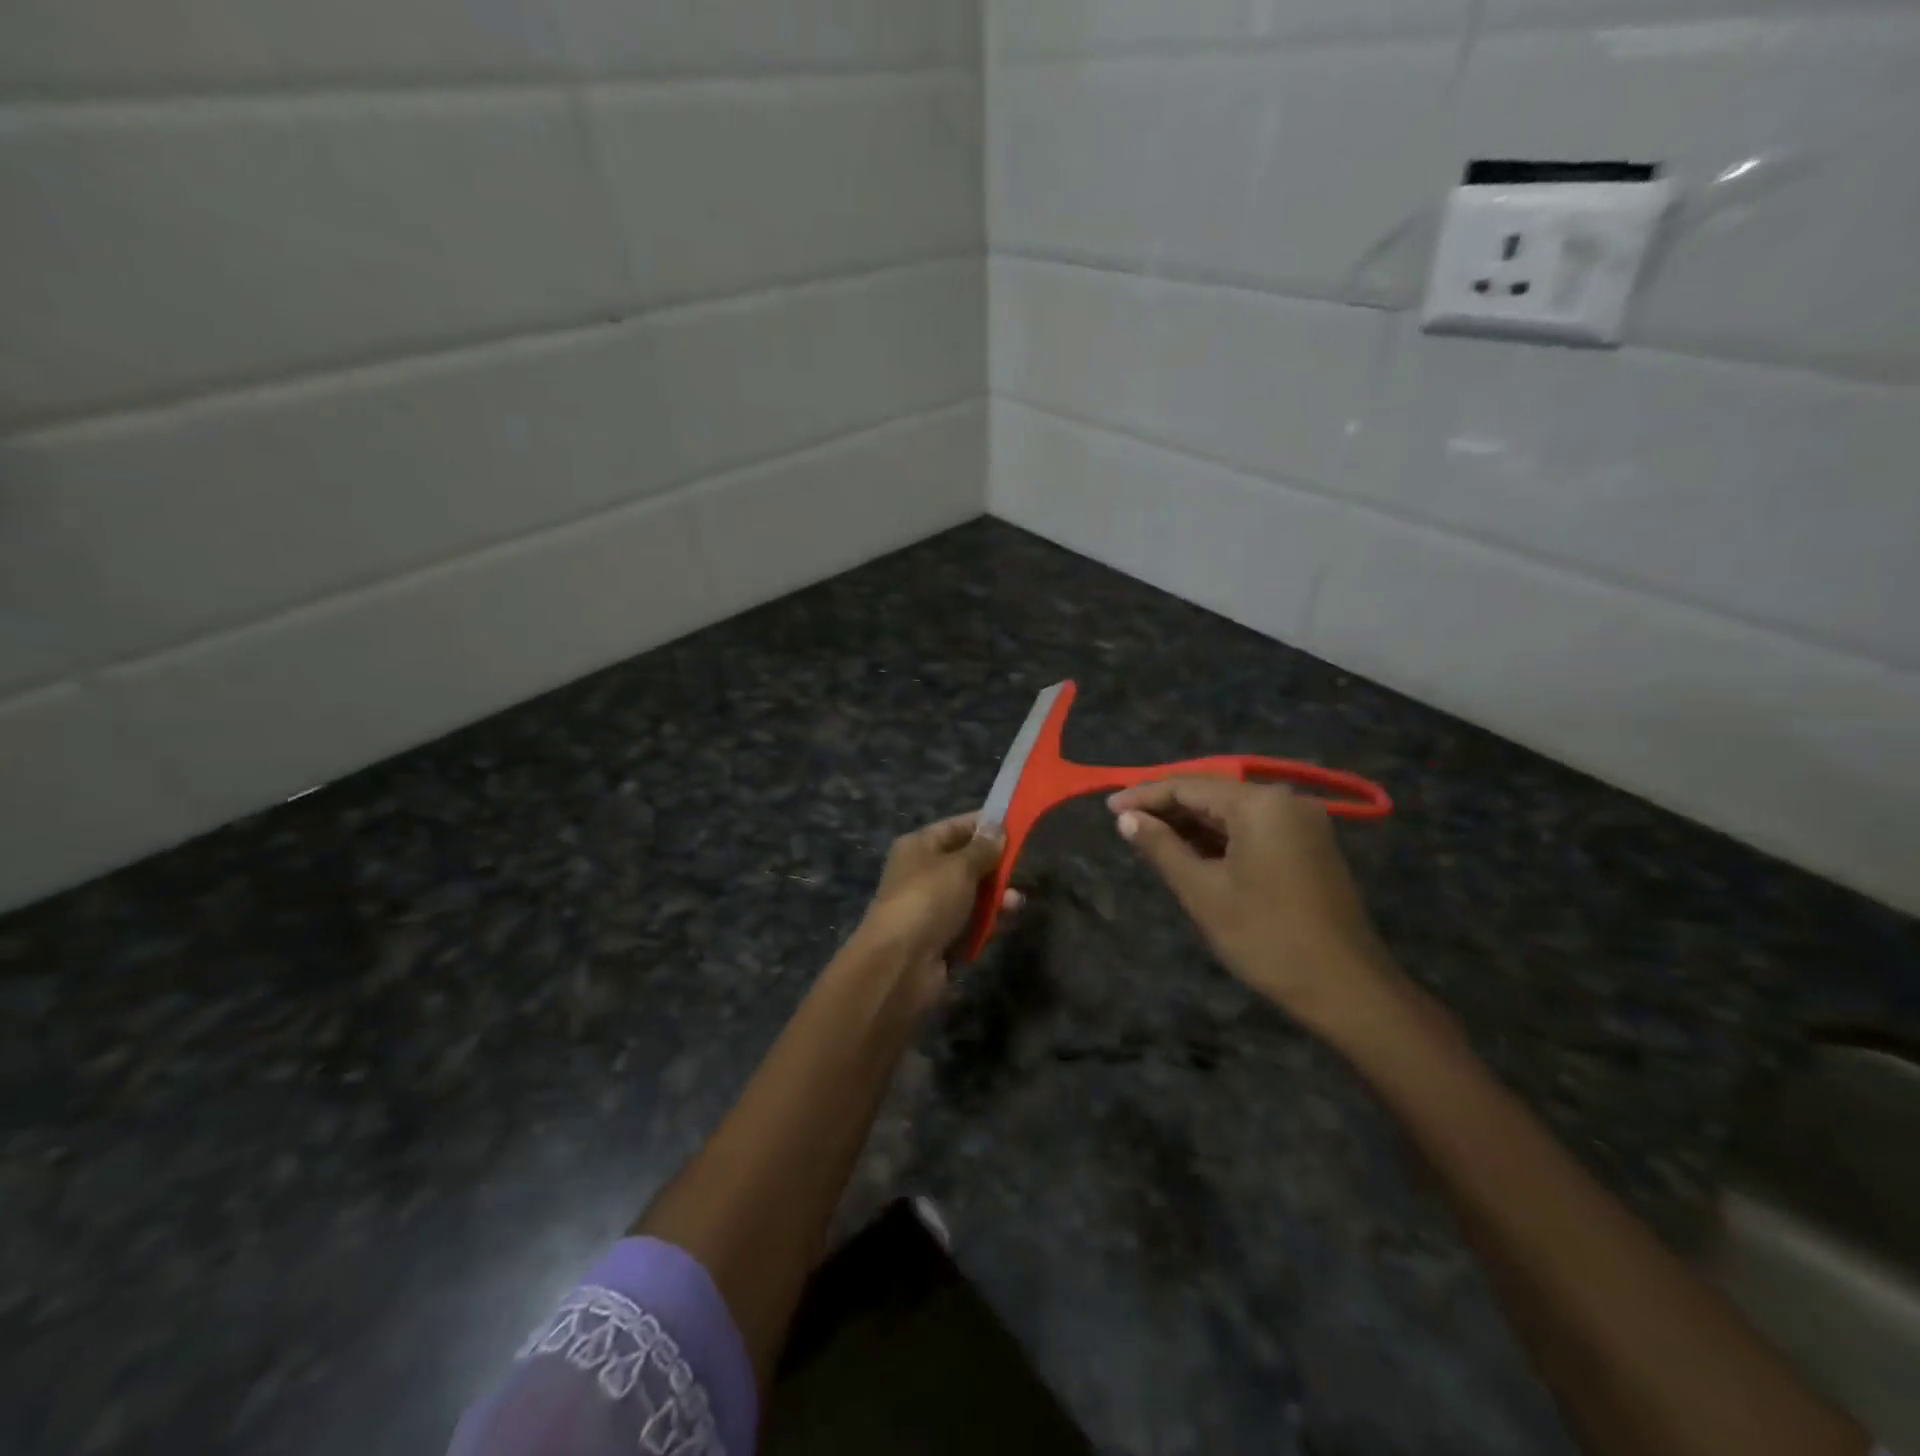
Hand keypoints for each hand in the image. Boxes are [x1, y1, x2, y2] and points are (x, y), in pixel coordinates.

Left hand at [856, 813, 1016, 979]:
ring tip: (1015, 901)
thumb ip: (982, 848)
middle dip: (995, 865)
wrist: (900, 963)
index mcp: (919, 846)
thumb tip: (996, 828)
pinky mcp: (943, 938)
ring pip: (973, 895)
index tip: (1017, 824)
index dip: (985, 825)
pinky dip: (989, 921)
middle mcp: (923, 873)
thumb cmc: (928, 899)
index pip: (956, 827)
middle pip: (967, 862)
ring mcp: (932, 908)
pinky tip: (1007, 920)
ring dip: (996, 896)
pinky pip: (973, 922)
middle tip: (1022, 865)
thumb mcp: (959, 866)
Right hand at [1108, 778, 1397, 1033]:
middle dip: (1167, 809)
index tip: (1109, 807)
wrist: (1347, 989)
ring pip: (1233, 814)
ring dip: (1192, 825)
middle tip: (1125, 825)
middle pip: (1212, 795)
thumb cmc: (1266, 937)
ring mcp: (1302, 824)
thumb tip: (1126, 819)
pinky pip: (1253, 830)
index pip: (1189, 786)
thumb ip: (1161, 847)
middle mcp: (1284, 802)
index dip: (1145, 796)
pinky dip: (1219, 839)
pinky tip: (1191, 852)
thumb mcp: (1202, 892)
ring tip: (1149, 838)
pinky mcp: (1309, 847)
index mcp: (1260, 804)